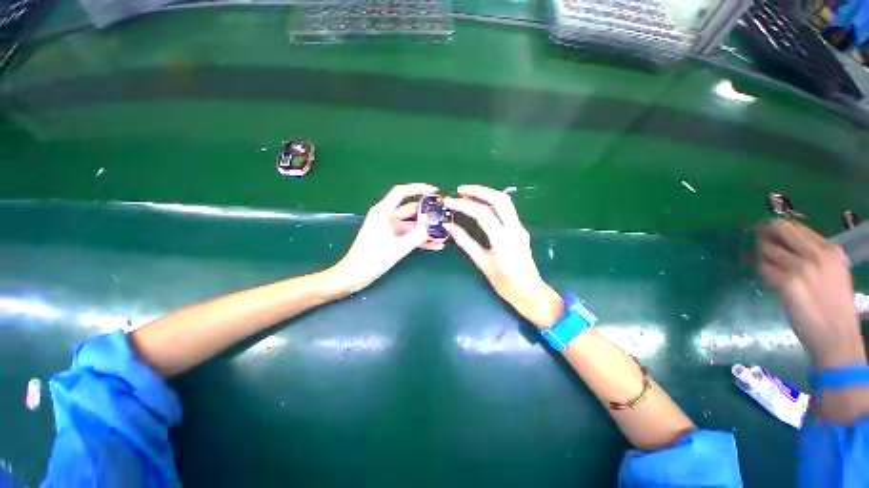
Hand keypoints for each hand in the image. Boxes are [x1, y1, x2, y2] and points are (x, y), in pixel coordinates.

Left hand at [330, 183, 444, 293]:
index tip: (435, 191)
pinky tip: (436, 245)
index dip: (418, 188)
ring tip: (443, 232)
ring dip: (426, 229)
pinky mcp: (391, 239)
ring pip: (412, 224)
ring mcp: (389, 229)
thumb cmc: (372, 259)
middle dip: (427, 213)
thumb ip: (417, 236)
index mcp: (383, 212)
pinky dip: (420, 239)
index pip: (401, 192)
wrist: (354, 275)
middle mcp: (386, 217)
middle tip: (445, 216)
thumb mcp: (398, 247)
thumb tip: (431, 227)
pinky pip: (409, 236)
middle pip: (410, 209)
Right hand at [444, 185, 562, 327]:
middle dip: (479, 191)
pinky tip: (480, 205)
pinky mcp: (520, 230)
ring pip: (505, 202)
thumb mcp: (482, 263)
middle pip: (499, 200)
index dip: (464, 205)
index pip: (483, 214)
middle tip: (460, 189)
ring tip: (468, 193)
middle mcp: (515, 229)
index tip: (449, 202)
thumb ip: (465, 242)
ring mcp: (520, 228)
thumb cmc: (505, 283)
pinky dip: (492, 202)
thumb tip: (449, 226)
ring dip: (487, 193)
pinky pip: (507, 210)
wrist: (530, 293)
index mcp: (504, 240)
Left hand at [758, 220, 864, 367]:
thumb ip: (814, 256)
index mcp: (830, 251)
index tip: (767, 232)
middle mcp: (816, 255)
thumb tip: (786, 244)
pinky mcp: (787, 284)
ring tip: (765, 265)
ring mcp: (801, 269)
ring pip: (767, 250)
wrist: (837, 336)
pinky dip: (762, 272)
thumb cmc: (835, 307)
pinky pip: (764, 270)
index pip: (795, 228)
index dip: (776, 229)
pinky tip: (768, 279)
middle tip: (757, 239)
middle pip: (780, 231)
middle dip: (764, 234)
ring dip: (761, 256)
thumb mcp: (833, 272)